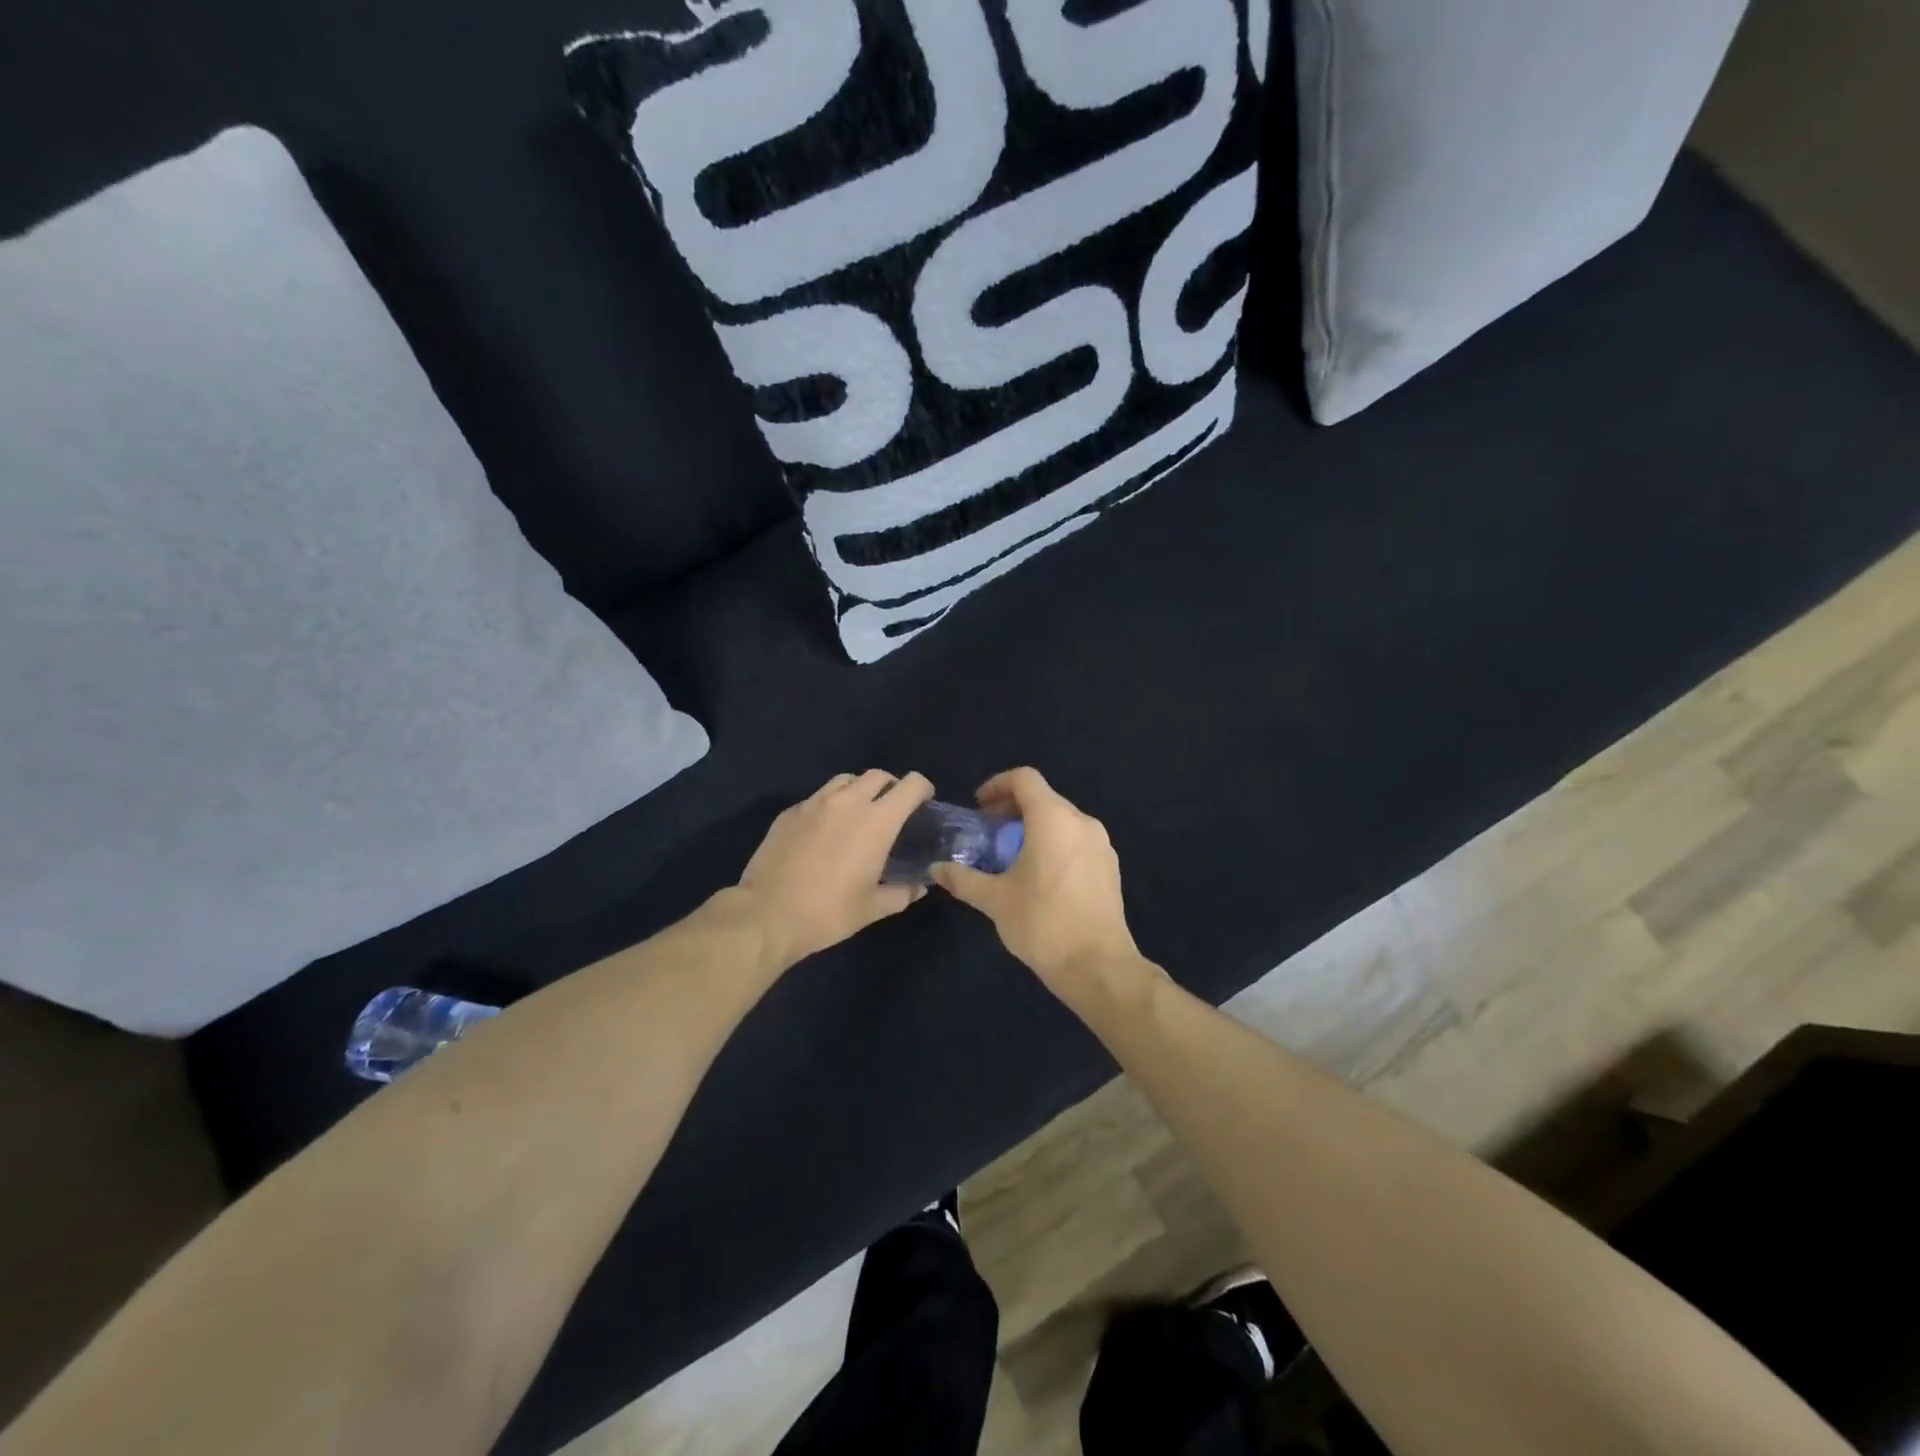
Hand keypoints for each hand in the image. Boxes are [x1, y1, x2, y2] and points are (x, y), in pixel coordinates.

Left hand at [731, 770, 935, 967]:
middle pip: (878, 775)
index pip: (910, 785)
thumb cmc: (828, 912)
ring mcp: (814, 803)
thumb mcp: (873, 908)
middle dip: (891, 787)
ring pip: (845, 780)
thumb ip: (902, 893)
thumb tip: (919, 887)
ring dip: (859, 790)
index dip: (923, 789)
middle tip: (892, 810)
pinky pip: (818, 797)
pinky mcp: (790, 812)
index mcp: (877, 821)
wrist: (767, 914)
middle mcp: (848, 802)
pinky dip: (830, 804)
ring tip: (858, 814)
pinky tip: (825, 830)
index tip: (924, 803)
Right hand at [930, 767, 1154, 1007]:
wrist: (1098, 966)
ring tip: (1012, 855)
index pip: (1024, 779)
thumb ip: (964, 879)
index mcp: (1053, 819)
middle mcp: (1081, 822)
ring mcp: (1101, 844)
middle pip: (1044, 798)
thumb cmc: (1043, 923)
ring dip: (1034, 826)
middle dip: (1013, 808)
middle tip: (990, 832)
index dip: (997, 784)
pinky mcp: (1110, 866)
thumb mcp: (995, 900)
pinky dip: (1055, 843)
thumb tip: (937, 869)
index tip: (980, 808)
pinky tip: (1041, 875)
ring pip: (1062, 819)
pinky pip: (1077, 840)